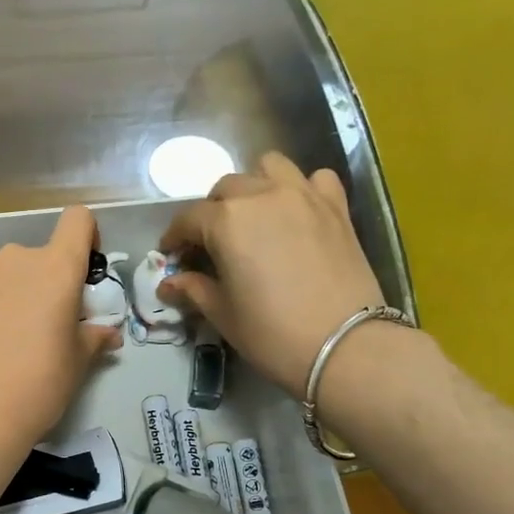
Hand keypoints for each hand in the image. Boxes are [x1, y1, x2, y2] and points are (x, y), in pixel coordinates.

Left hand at [0, 206, 120, 459]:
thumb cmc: (40, 384)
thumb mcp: (78, 362)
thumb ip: (94, 337)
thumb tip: (108, 333)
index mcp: (57, 268)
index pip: (78, 220)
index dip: (85, 238)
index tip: (82, 271)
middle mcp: (15, 259)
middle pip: (37, 257)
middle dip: (42, 283)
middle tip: (40, 325)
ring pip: (1, 275)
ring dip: (8, 294)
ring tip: (2, 339)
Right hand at [158, 153, 391, 398]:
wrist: (344, 345)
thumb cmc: (272, 333)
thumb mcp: (223, 314)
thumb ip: (194, 290)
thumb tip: (169, 284)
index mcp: (227, 221)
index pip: (189, 219)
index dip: (175, 238)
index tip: (171, 257)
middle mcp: (262, 195)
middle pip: (226, 188)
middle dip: (211, 212)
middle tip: (210, 244)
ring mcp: (304, 195)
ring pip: (270, 167)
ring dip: (254, 185)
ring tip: (252, 216)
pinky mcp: (336, 207)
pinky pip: (315, 179)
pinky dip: (301, 188)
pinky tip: (297, 213)